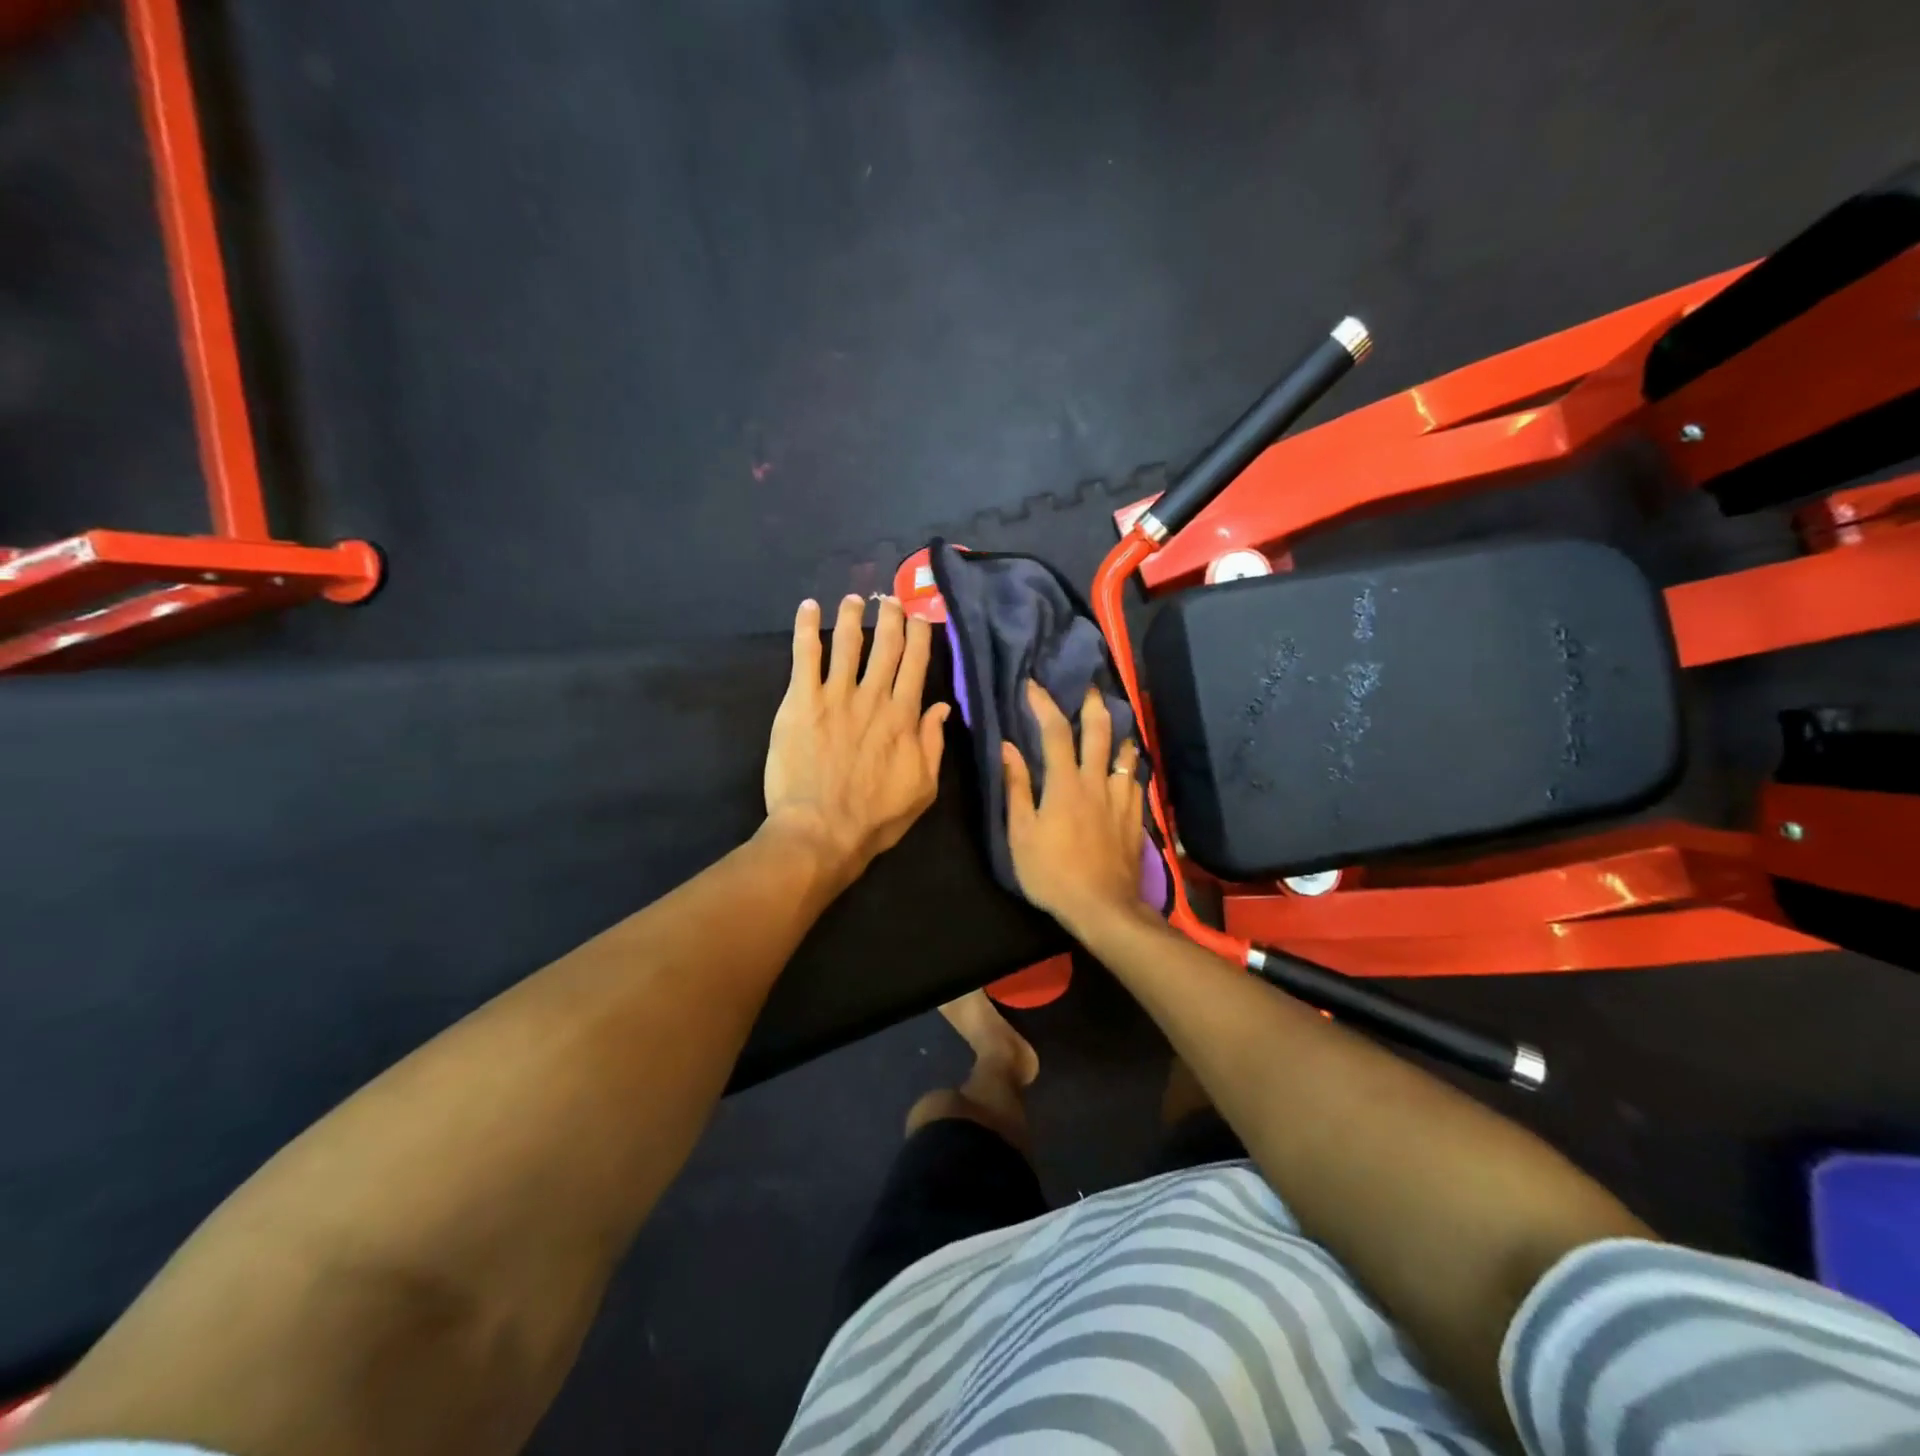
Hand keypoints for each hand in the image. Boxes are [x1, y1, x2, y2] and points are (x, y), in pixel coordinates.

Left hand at [763, 594, 950, 888]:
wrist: (820, 832)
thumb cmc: (875, 817)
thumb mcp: (923, 788)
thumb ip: (933, 743)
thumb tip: (943, 706)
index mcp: (903, 716)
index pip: (916, 663)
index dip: (920, 635)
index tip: (921, 616)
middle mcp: (872, 696)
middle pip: (885, 645)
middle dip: (890, 616)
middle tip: (891, 598)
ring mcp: (834, 695)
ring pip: (846, 642)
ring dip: (852, 616)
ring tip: (854, 599)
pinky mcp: (800, 701)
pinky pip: (804, 655)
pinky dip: (805, 628)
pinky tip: (808, 607)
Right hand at [1002, 680, 1146, 937]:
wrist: (1103, 907)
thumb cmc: (1052, 873)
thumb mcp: (1021, 834)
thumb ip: (1016, 788)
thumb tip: (1008, 748)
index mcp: (1065, 785)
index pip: (1055, 732)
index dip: (1044, 704)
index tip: (1033, 685)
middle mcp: (1097, 782)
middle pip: (1099, 732)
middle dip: (1093, 705)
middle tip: (1089, 686)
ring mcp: (1121, 799)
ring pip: (1125, 753)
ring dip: (1118, 731)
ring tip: (1114, 720)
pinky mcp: (1135, 816)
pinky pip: (1136, 779)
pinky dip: (1131, 764)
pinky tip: (1129, 763)